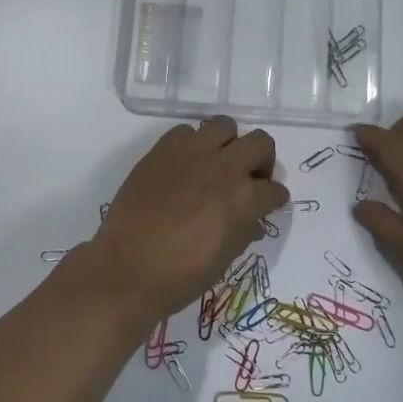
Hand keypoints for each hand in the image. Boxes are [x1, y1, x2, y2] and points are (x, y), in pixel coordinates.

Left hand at [66, 116, 288, 324]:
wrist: (126, 269)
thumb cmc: (180, 276)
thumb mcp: (224, 259)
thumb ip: (244, 232)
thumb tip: (253, 220)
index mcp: (244, 198)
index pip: (276, 190)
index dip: (274, 201)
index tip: (267, 207)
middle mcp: (224, 167)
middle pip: (261, 143)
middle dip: (261, 161)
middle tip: (249, 179)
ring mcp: (192, 153)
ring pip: (225, 125)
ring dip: (228, 144)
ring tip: (217, 164)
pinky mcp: (162, 149)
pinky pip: (186, 131)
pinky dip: (192, 144)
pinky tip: (184, 166)